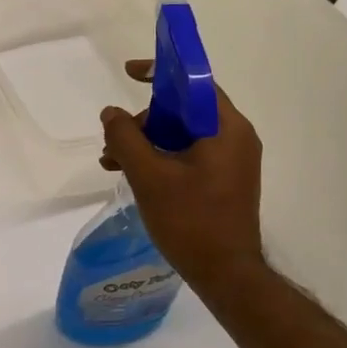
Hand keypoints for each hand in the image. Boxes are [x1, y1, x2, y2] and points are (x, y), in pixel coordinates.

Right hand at [99, 60, 266, 284]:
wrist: (226, 274)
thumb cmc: (190, 221)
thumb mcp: (149, 175)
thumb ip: (126, 138)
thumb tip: (111, 113)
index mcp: (226, 128)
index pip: (194, 82)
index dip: (160, 72)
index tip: (129, 72)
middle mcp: (235, 138)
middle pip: (184, 110)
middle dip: (144, 120)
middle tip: (114, 139)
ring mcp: (231, 161)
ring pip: (182, 135)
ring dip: (146, 142)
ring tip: (112, 163)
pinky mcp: (224, 181)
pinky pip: (188, 155)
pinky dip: (160, 158)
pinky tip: (132, 175)